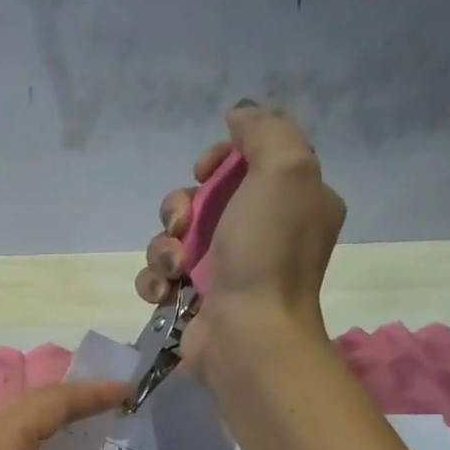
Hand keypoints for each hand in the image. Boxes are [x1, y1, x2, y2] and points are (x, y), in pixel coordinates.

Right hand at [134, 100, 345, 372]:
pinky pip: (161, 275)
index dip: (218, 160)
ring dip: (163, 248)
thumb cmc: (268, 252)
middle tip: (183, 226)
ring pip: (174, 237)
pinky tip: (166, 293)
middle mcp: (261, 232)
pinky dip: (157, 281)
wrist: (248, 335)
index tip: (205, 169)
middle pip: (201, 198)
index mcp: (292, 201)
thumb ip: (266, 131)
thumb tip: (240, 114)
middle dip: (180, 207)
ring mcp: (226, 269)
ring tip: (176, 269)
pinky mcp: (195, 299)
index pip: (247, 161)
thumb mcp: (285, 171)